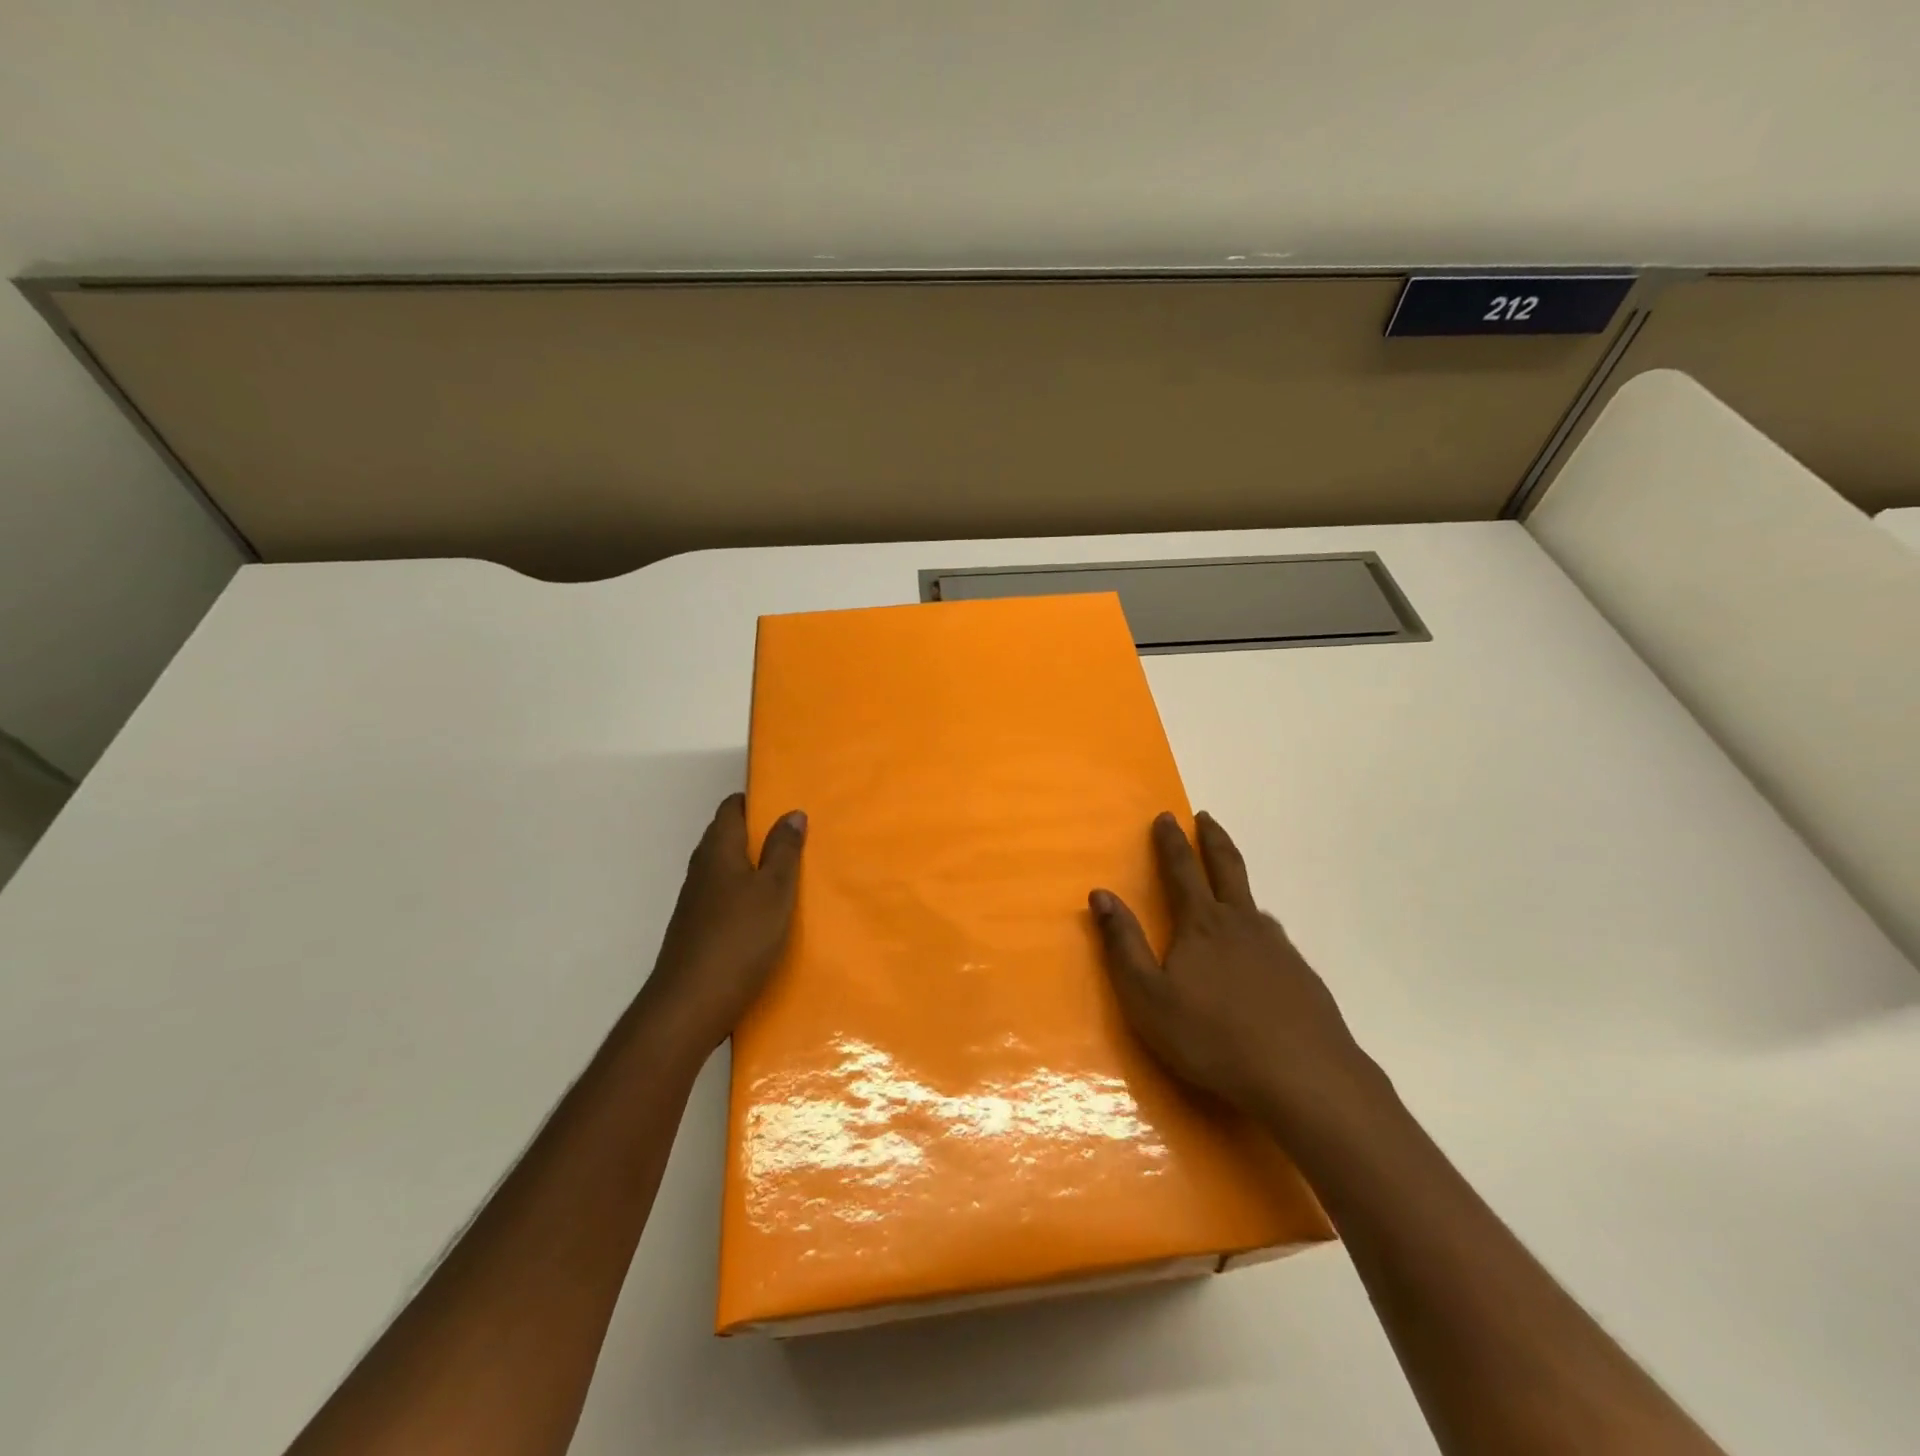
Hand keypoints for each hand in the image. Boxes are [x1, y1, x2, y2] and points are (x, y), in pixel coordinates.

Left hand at [639, 794, 806, 1053]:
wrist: (689, 1006)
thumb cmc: (739, 939)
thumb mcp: (774, 891)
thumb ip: (784, 850)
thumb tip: (792, 812)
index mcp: (719, 850)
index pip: (731, 808)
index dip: (757, 801)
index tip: (787, 805)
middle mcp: (702, 869)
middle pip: (727, 836)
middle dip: (758, 833)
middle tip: (797, 838)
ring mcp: (695, 901)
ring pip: (726, 868)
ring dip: (753, 866)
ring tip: (790, 874)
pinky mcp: (696, 929)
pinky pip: (724, 896)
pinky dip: (745, 894)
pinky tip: (767, 913)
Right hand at [1090, 811, 1378, 1134]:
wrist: (1305, 1078)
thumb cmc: (1212, 1037)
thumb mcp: (1148, 997)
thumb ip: (1122, 944)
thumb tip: (1100, 894)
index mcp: (1201, 924)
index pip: (1181, 869)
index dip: (1171, 841)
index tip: (1167, 815)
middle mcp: (1242, 923)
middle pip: (1227, 868)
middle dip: (1213, 840)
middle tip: (1206, 818)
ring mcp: (1278, 947)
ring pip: (1254, 904)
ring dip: (1238, 884)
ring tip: (1230, 887)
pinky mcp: (1303, 976)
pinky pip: (1274, 938)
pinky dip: (1259, 928)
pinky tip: (1261, 951)